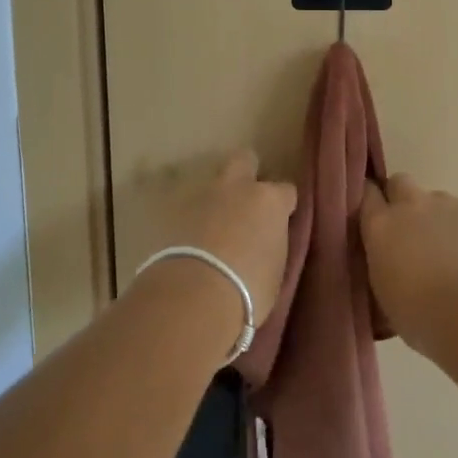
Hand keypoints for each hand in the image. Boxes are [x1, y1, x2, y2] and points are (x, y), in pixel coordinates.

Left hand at [148, 149, 295, 318]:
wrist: (193, 296)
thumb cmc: (248, 290)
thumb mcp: (275, 272)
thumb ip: (272, 247)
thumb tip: (264, 245)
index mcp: (269, 201)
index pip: (286, 191)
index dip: (284, 206)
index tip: (281, 222)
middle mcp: (237, 189)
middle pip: (244, 160)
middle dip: (247, 175)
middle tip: (247, 203)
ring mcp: (202, 197)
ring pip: (212, 186)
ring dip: (216, 202)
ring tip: (215, 231)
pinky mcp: (172, 213)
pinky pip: (188, 210)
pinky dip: (192, 222)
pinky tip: (192, 244)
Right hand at [359, 175, 457, 353]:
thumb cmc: (420, 317)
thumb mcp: (383, 292)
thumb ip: (382, 262)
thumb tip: (388, 258)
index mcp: (381, 225)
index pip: (367, 193)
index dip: (373, 203)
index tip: (377, 218)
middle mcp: (411, 204)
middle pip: (400, 182)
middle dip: (404, 198)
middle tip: (414, 230)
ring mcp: (448, 202)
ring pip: (439, 201)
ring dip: (441, 220)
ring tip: (455, 254)